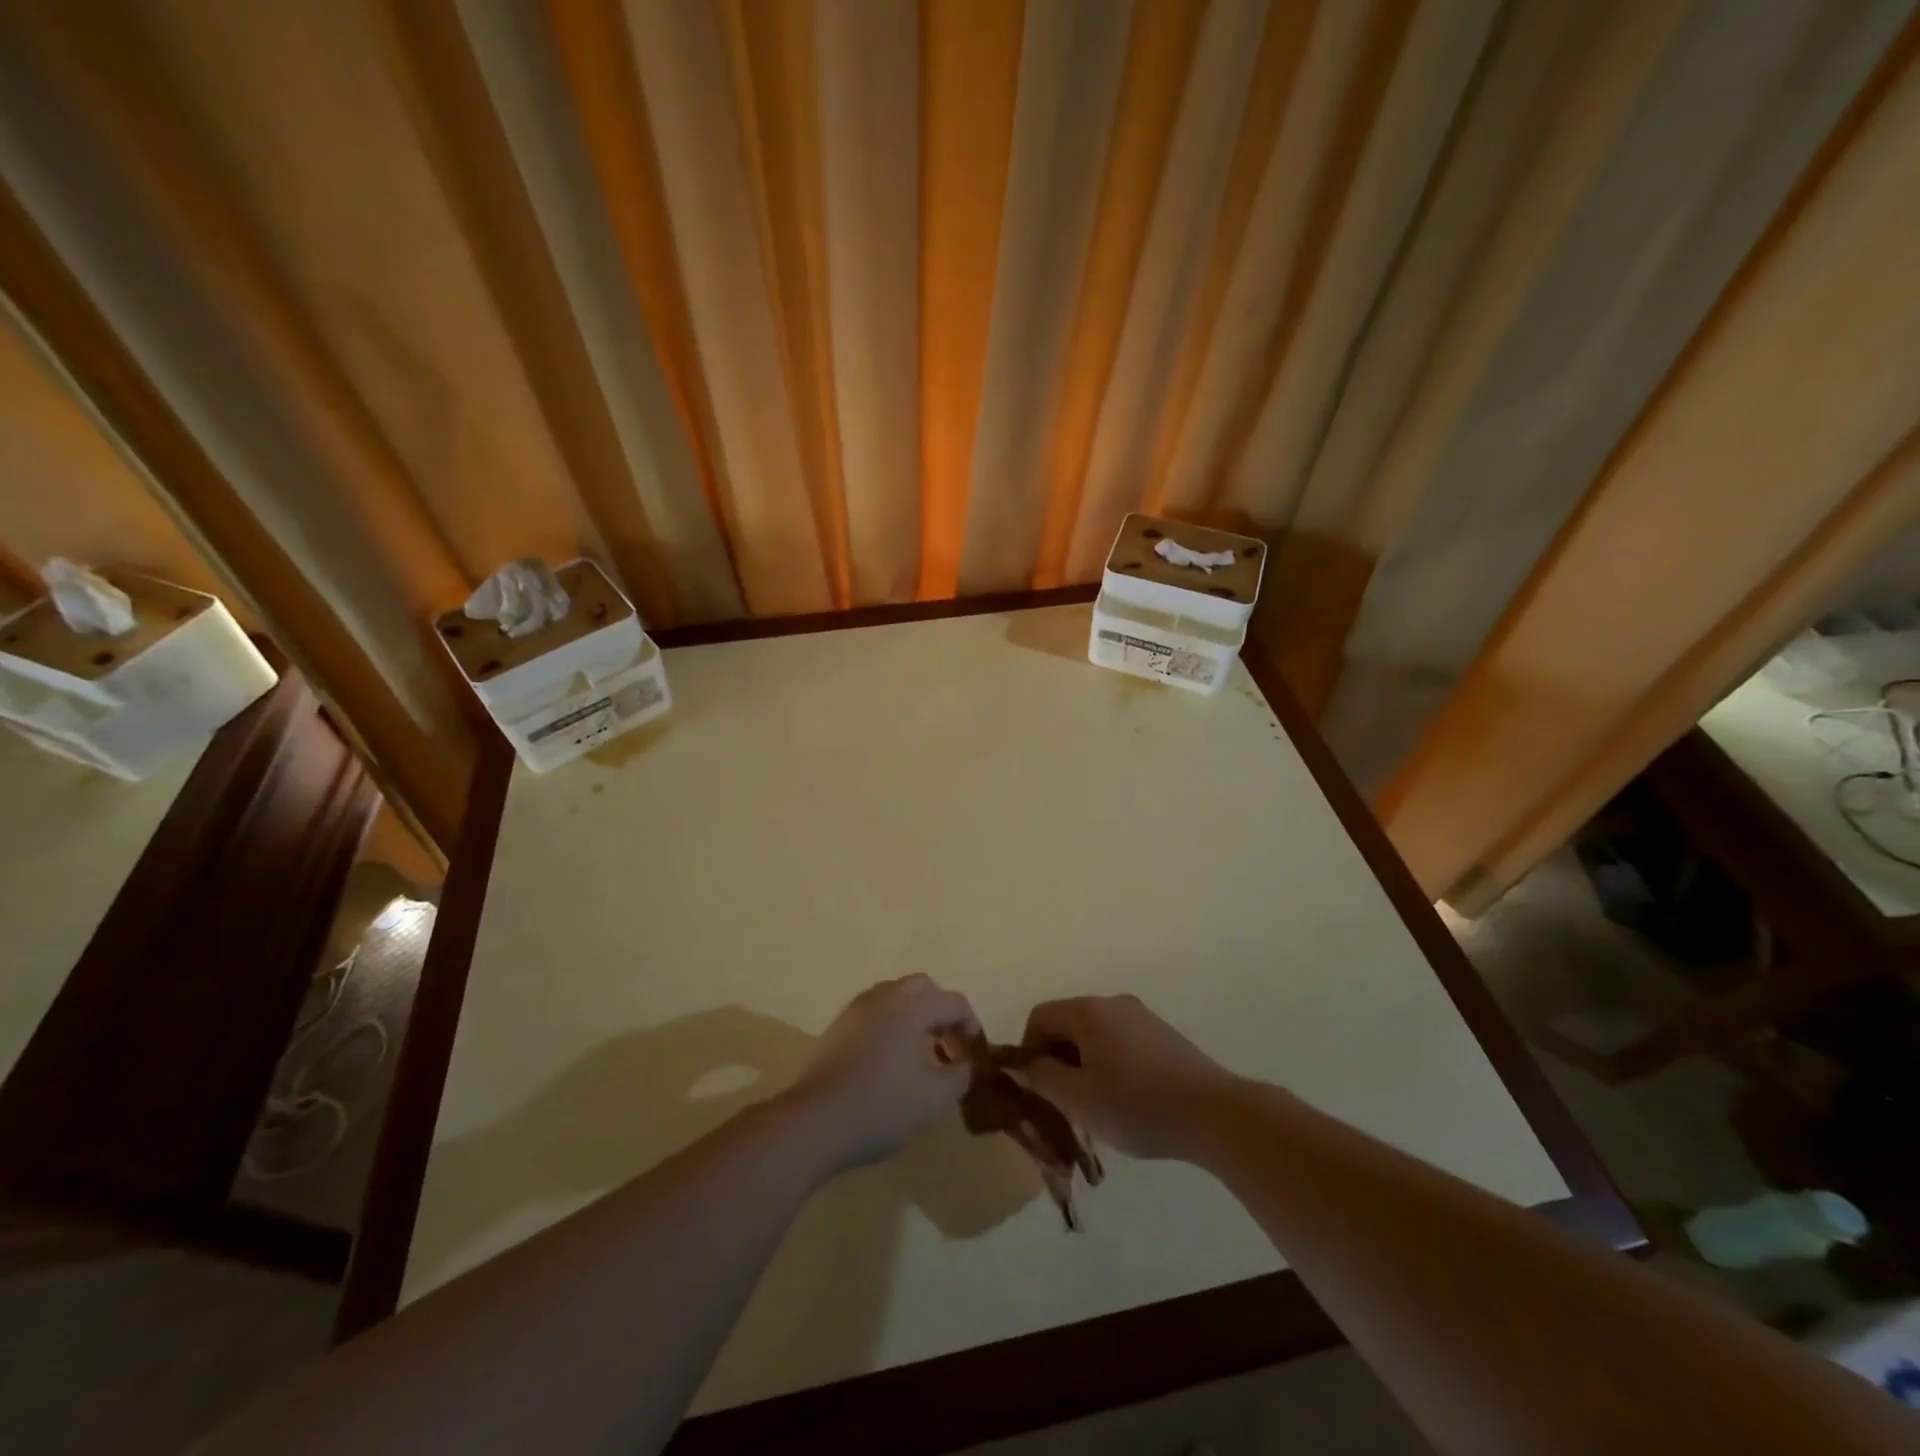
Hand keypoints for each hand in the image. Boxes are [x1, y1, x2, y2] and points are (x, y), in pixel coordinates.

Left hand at [783, 975, 979, 1171]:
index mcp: (912, 1005)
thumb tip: (967, 1062)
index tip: (976, 1057)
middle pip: (923, 989)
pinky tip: (892, 1060)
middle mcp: (885, 995)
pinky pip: (876, 1011)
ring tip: (922, 1054)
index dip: (972, 1026)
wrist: (814, 1122)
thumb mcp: (933, 1098)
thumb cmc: (881, 1107)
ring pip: (896, 997)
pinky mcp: (839, 1025)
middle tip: (950, 1047)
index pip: (954, 1002)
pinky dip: (892, 1024)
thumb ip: (960, 1074)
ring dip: (916, 1016)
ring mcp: (857, 1008)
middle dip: (942, 1013)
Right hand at [1019, 995, 1235, 1160]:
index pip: (1040, 1017)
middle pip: (1067, 1023)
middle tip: (1061, 1102)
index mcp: (1088, 1011)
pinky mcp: (1163, 1035)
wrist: (1213, 1113)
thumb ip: (1042, 1078)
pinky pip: (1120, 1041)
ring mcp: (1141, 1016)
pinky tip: (1125, 1100)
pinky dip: (1109, 1064)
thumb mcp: (1079, 1099)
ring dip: (1083, 1064)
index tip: (1035, 1089)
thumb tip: (1020, 1065)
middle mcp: (1113, 1003)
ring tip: (1093, 1106)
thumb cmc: (1137, 1104)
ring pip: (1095, 1034)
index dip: (1028, 1051)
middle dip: (1056, 1059)